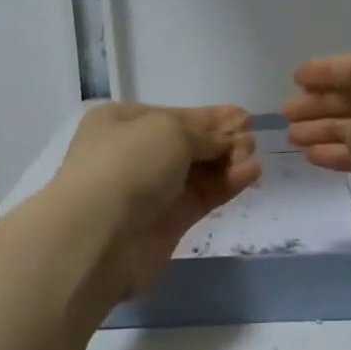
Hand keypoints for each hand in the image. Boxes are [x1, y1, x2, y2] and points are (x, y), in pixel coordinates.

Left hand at [52, 103, 259, 297]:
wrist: (98, 234)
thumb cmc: (127, 164)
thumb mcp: (169, 130)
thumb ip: (204, 133)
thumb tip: (227, 140)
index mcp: (121, 123)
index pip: (172, 115)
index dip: (208, 117)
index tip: (243, 117)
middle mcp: (133, 154)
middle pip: (187, 145)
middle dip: (221, 140)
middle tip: (250, 139)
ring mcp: (150, 191)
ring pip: (197, 172)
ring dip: (227, 162)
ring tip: (252, 158)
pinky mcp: (167, 223)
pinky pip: (202, 197)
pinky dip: (226, 185)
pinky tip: (250, 174)